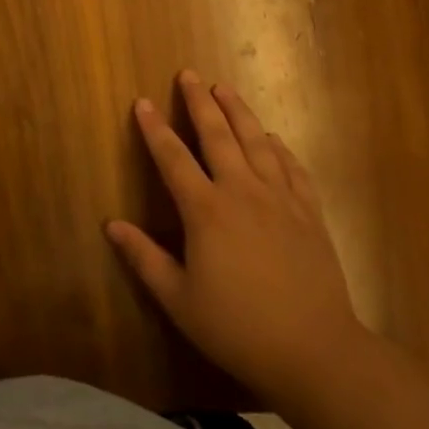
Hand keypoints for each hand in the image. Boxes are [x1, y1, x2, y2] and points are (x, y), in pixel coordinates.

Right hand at [106, 70, 366, 409]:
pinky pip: (293, 169)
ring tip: (225, 89)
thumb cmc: (238, 328)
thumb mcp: (179, 299)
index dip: (155, 128)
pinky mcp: (310, 215)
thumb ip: (143, 258)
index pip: (173, 158)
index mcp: (206, 211)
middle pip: (218, 136)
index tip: (143, 101)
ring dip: (239, 112)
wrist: (317, 353)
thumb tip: (111, 224)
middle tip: (189, 74)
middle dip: (200, 103)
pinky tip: (272, 138)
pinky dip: (279, 148)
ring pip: (257, 142)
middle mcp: (242, 192)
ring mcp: (281, 200)